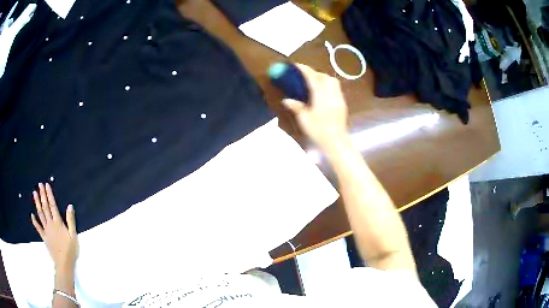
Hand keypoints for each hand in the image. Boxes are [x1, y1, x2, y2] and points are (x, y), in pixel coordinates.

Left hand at [31, 183, 77, 271]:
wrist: (64, 264)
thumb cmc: (70, 250)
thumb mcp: (74, 236)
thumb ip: (71, 221)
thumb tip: (70, 206)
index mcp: (58, 223)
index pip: (53, 205)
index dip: (49, 195)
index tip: (46, 185)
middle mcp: (50, 224)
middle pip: (45, 207)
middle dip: (42, 195)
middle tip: (39, 185)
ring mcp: (46, 230)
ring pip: (41, 214)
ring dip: (37, 204)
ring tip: (34, 194)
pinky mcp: (44, 237)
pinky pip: (38, 228)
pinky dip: (35, 221)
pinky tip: (32, 215)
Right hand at [281, 63, 348, 152]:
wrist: (337, 141)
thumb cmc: (319, 131)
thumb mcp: (304, 119)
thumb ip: (296, 107)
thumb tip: (286, 100)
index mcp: (320, 95)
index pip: (312, 77)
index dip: (304, 69)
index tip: (296, 65)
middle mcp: (331, 93)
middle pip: (324, 76)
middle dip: (314, 73)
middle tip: (304, 76)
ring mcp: (339, 97)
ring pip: (332, 80)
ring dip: (322, 78)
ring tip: (313, 83)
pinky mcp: (342, 102)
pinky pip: (335, 88)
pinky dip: (327, 85)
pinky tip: (321, 92)